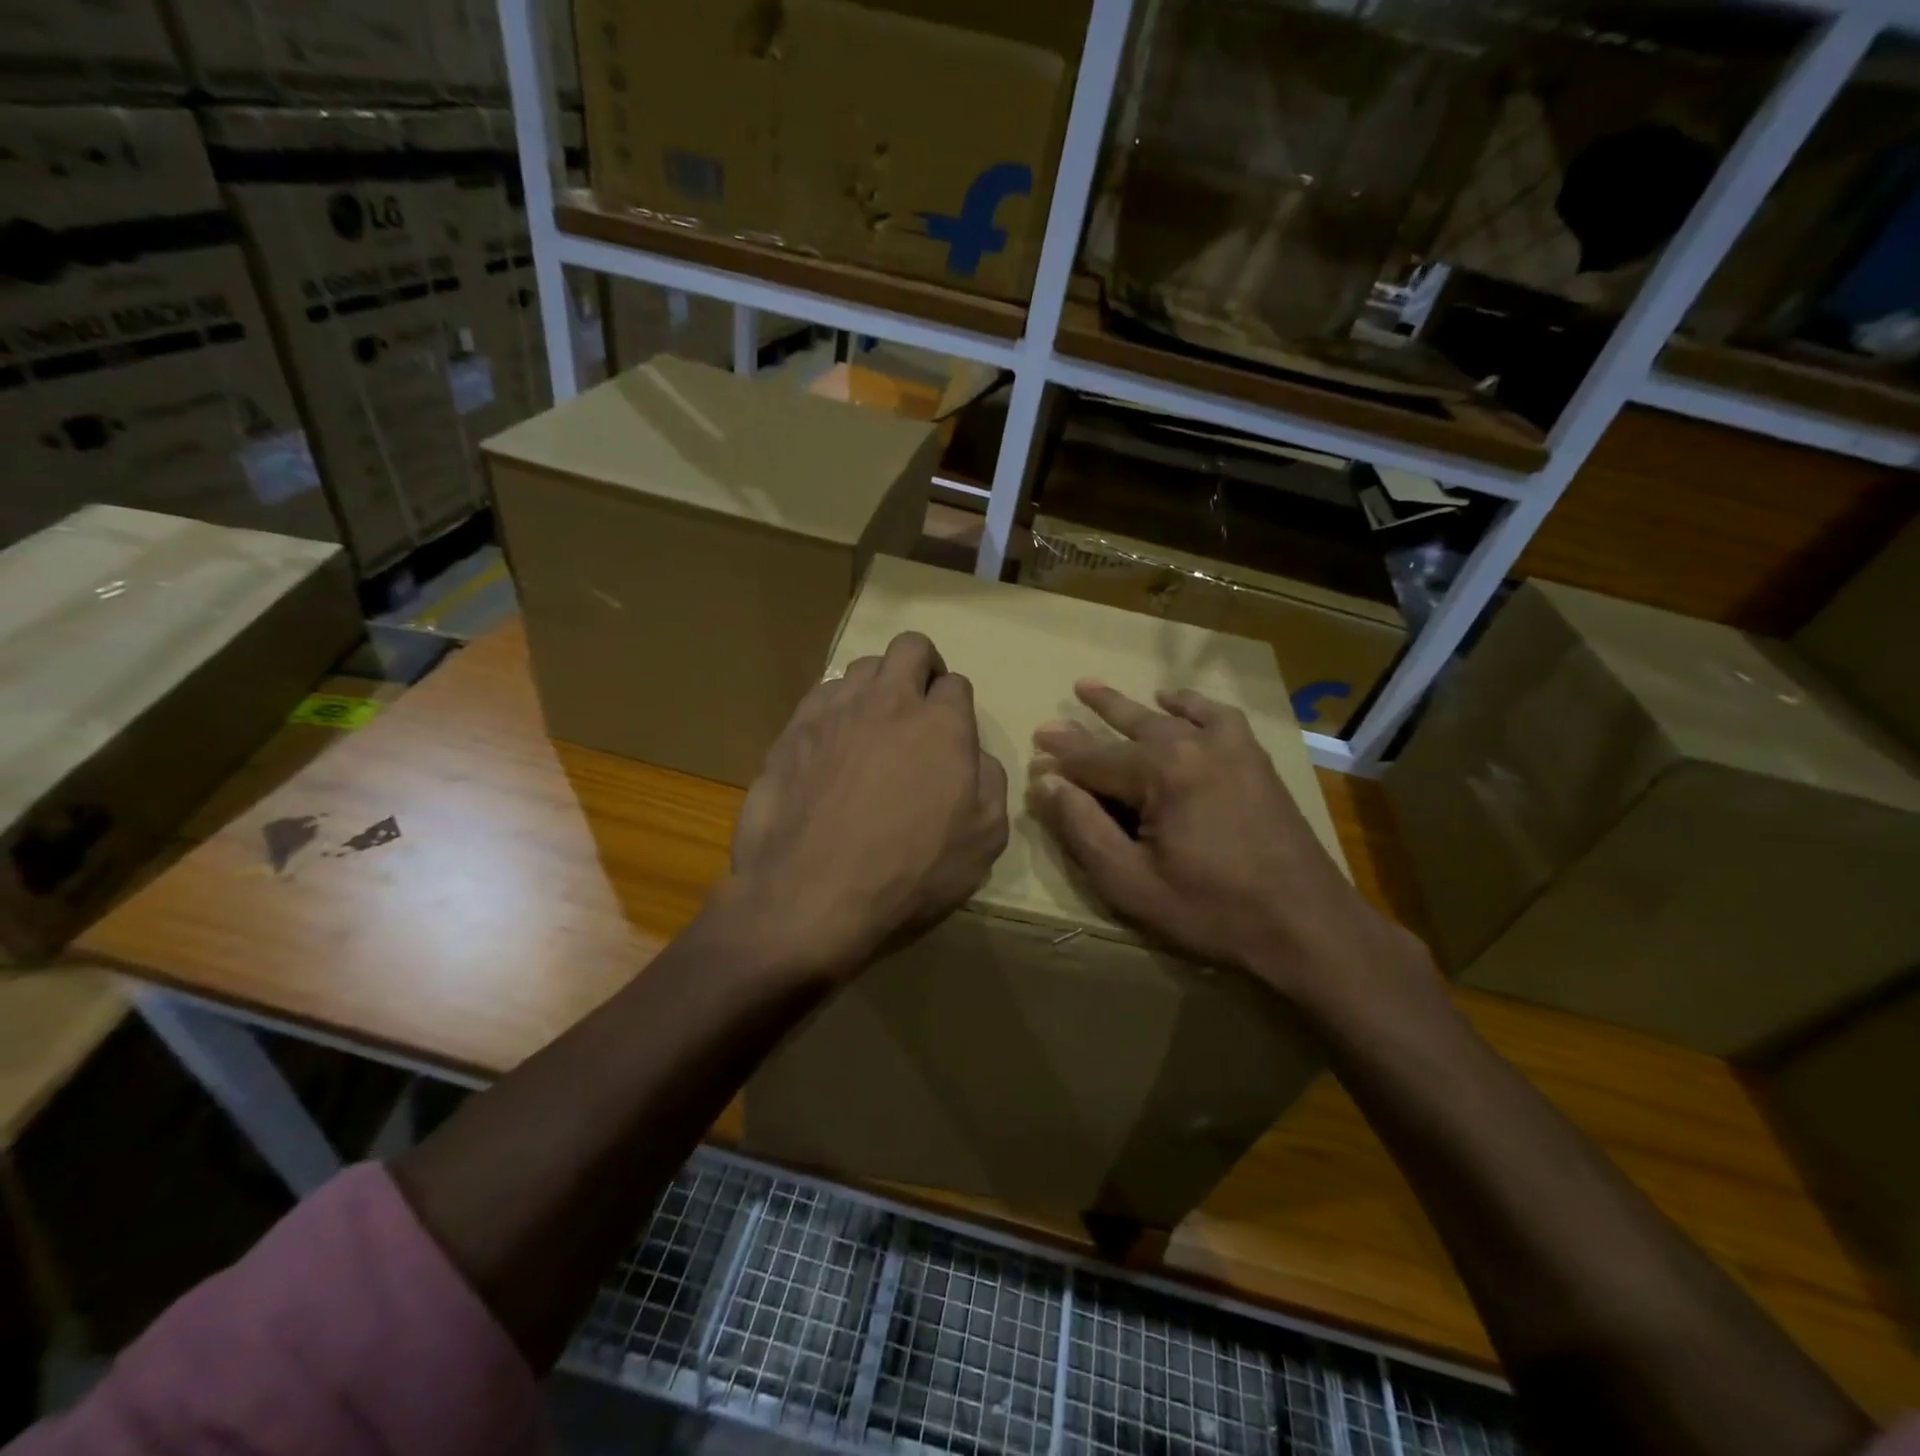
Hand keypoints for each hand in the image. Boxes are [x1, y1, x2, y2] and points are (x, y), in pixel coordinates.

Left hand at [716, 631, 1008, 981]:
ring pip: (862, 666)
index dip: (957, 705)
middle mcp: (889, 701)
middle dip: (922, 666)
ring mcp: (835, 711)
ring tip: (873, 725)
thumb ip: (990, 783)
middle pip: (911, 647)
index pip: (957, 683)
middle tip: (920, 705)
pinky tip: (833, 744)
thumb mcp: (984, 840)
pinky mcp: (793, 730)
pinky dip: (836, 708)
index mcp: (942, 723)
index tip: (951, 734)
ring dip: (877, 685)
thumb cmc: (909, 872)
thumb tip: (975, 756)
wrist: (811, 895)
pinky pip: (821, 695)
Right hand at [1027, 680, 1427, 1007]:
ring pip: (1164, 717)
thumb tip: (1047, 782)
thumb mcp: (1130, 882)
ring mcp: (1229, 747)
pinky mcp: (1253, 759)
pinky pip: (1216, 716)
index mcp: (1161, 772)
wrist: (1307, 925)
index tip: (1031, 753)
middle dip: (1083, 726)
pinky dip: (1190, 704)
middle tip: (1050, 722)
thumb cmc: (1212, 910)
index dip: (1060, 762)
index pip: (1094, 760)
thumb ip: (1083, 828)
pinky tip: (1174, 700)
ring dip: (1126, 707)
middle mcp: (1193, 745)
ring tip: (1092, 688)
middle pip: (1125, 730)